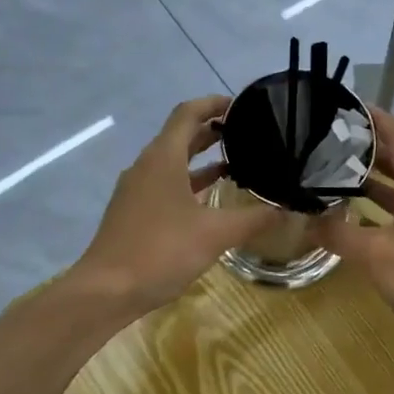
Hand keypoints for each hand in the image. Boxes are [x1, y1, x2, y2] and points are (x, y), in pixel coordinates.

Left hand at [73, 96, 280, 315]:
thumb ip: (254, 219)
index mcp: (162, 158)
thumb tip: (287, 209)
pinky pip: (164, 185)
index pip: (188, 113)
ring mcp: (136, 190)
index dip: (214, 104)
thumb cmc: (161, 251)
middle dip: (211, 131)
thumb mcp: (215, 234)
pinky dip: (188, 184)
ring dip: (200, 159)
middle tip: (247, 134)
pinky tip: (209, 202)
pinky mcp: (132, 212)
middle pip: (179, 135)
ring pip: (171, 162)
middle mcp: (146, 166)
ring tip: (236, 164)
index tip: (241, 105)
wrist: (106, 290)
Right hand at [310, 107, 393, 352]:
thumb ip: (340, 236)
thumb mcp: (377, 255)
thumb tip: (307, 221)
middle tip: (330, 142)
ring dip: (371, 180)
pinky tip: (351, 220)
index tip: (350, 107)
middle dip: (367, 148)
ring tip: (333, 175)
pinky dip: (376, 210)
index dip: (379, 118)